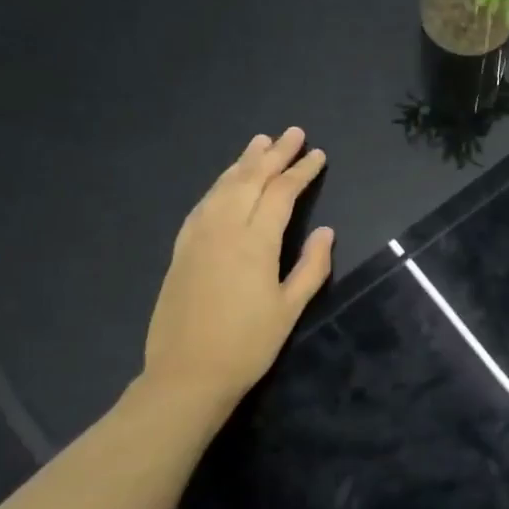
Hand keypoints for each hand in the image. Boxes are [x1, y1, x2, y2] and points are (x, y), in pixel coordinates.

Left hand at [139, 128, 333, 412]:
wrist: (186, 374)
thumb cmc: (247, 345)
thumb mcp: (289, 309)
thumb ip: (312, 267)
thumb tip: (326, 232)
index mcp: (254, 242)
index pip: (281, 194)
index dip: (301, 172)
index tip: (317, 155)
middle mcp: (223, 229)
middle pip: (250, 180)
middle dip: (274, 155)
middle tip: (292, 133)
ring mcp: (197, 237)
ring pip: (223, 187)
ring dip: (243, 162)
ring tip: (260, 142)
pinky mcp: (181, 249)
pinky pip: (203, 204)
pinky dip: (219, 185)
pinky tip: (226, 182)